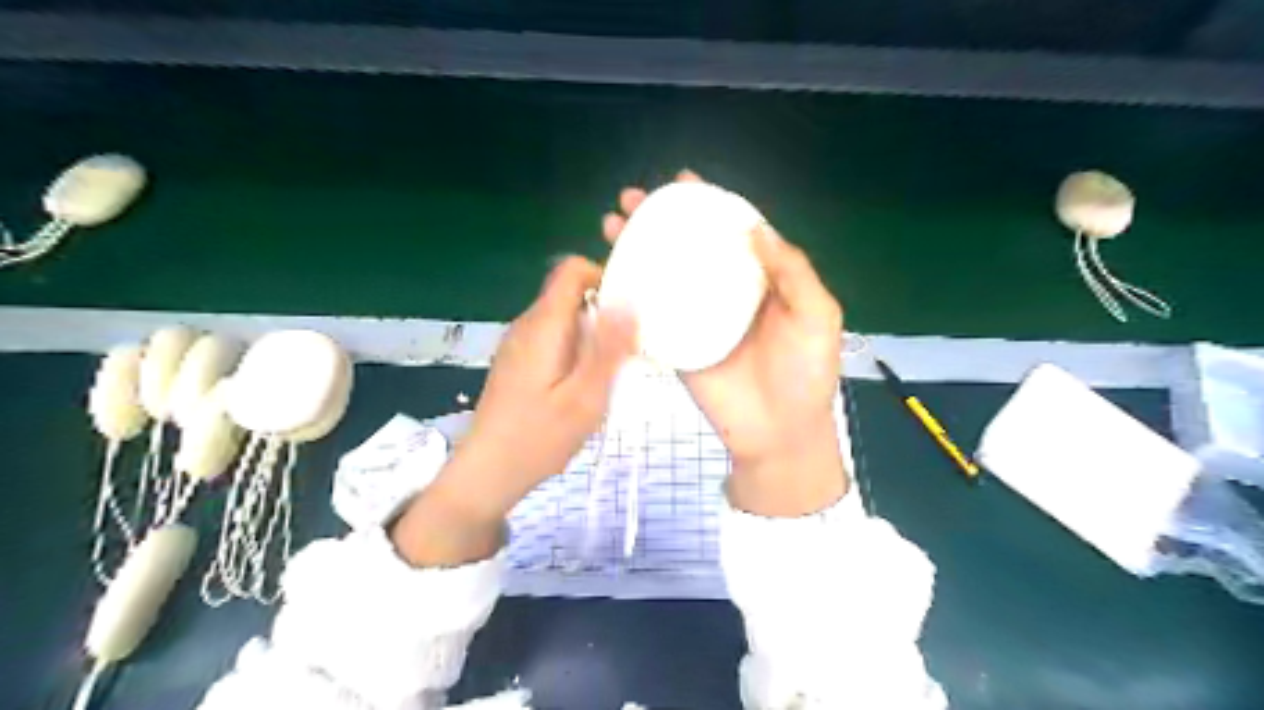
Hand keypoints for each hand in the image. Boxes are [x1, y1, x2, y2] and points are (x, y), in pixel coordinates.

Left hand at [393, 256, 637, 566]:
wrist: (487, 473)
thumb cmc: (539, 438)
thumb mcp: (585, 397)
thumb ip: (608, 349)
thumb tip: (629, 301)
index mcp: (543, 325)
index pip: (572, 270)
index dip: (604, 277)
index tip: (630, 307)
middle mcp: (527, 325)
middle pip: (570, 293)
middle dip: (604, 310)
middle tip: (629, 347)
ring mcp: (518, 343)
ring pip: (563, 318)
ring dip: (591, 333)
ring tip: (611, 369)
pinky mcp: (517, 361)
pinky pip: (553, 338)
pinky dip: (575, 348)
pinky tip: (583, 383)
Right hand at [603, 172, 848, 514]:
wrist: (780, 433)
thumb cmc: (806, 373)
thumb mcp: (816, 317)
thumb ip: (793, 272)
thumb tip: (755, 227)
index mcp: (758, 280)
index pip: (730, 232)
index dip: (707, 204)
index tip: (681, 182)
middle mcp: (723, 292)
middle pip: (688, 247)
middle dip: (658, 221)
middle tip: (631, 201)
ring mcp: (696, 319)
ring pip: (663, 275)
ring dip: (635, 250)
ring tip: (611, 227)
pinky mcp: (676, 346)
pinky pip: (650, 317)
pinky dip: (629, 295)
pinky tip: (608, 275)